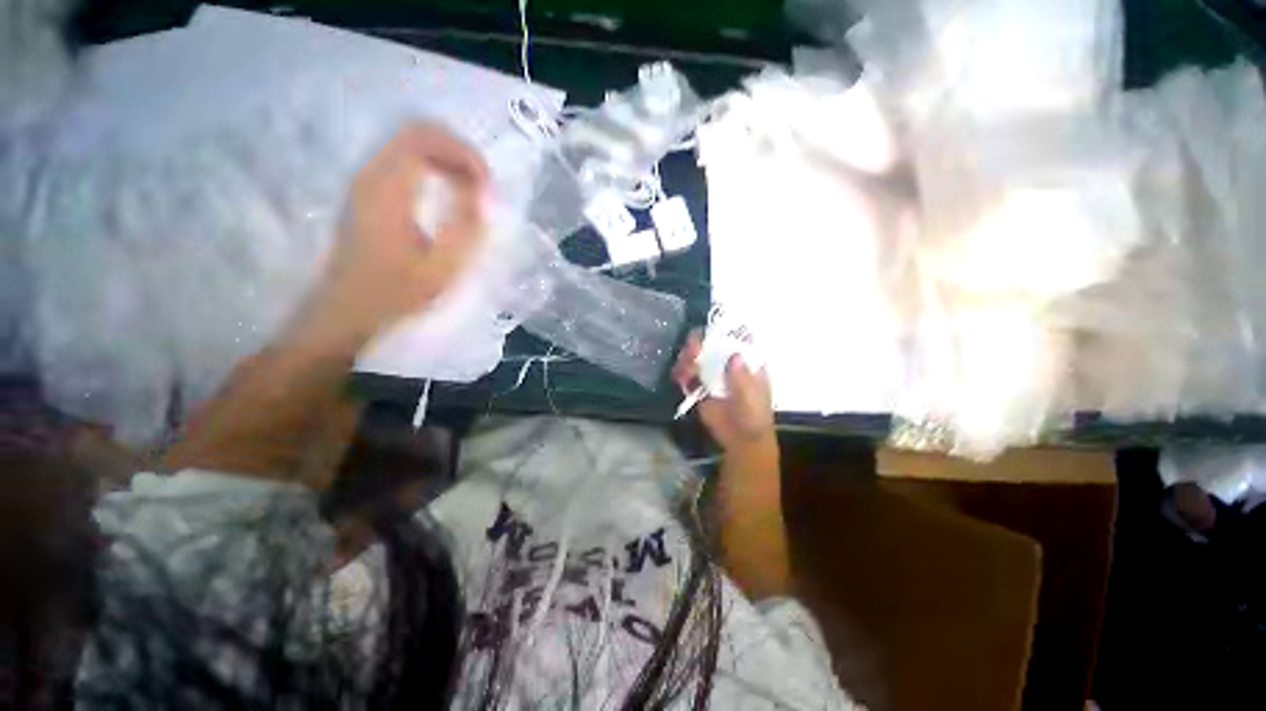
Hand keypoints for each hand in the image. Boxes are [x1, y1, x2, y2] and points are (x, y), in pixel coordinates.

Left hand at [301, 122, 489, 345]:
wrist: (347, 307)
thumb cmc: (396, 292)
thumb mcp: (441, 268)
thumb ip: (466, 228)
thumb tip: (483, 196)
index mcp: (387, 190)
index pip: (424, 139)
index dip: (463, 154)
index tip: (487, 186)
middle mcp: (371, 174)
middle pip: (417, 132)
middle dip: (458, 152)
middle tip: (482, 186)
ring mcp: (366, 179)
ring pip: (410, 143)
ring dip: (447, 159)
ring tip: (472, 191)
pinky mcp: (368, 189)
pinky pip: (404, 159)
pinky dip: (433, 167)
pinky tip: (449, 193)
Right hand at [672, 329, 774, 452]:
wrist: (741, 440)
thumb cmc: (753, 417)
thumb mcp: (751, 399)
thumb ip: (742, 379)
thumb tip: (735, 356)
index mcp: (746, 359)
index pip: (735, 335)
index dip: (724, 329)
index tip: (711, 332)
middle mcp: (726, 360)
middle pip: (710, 341)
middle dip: (698, 342)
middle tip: (692, 352)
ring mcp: (711, 371)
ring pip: (695, 355)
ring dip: (687, 357)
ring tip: (685, 370)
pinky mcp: (698, 384)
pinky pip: (686, 372)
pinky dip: (681, 372)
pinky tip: (680, 378)